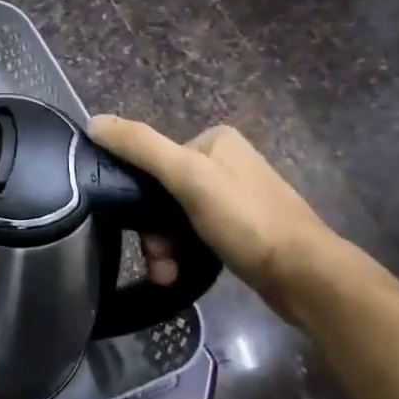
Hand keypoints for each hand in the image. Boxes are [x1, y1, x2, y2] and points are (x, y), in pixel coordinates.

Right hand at [88, 117, 337, 302]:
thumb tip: (93, 121)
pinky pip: (197, 235)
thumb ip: (140, 146)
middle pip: (165, 192)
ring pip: (178, 218)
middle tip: (156, 258)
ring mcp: (236, 197)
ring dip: (165, 247)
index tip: (135, 226)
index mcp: (215, 140)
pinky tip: (178, 273)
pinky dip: (184, 253)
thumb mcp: (187, 176)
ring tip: (165, 274)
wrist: (306, 276)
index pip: (154, 158)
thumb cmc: (245, 220)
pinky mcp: (244, 230)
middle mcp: (226, 162)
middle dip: (153, 229)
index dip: (137, 193)